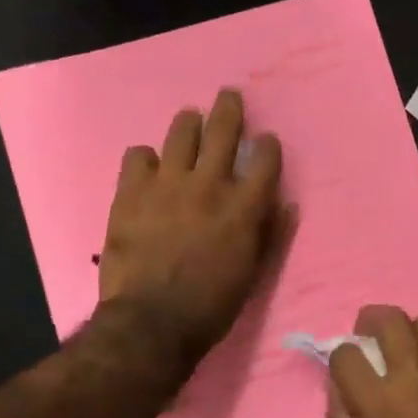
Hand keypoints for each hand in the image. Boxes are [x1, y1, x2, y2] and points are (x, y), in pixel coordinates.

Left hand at [98, 89, 285, 368]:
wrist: (151, 322)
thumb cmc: (211, 306)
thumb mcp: (253, 274)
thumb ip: (270, 234)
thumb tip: (286, 203)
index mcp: (243, 206)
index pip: (264, 159)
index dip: (267, 145)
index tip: (265, 139)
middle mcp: (209, 184)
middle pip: (224, 130)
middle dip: (229, 108)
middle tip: (229, 95)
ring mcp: (167, 183)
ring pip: (181, 132)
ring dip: (189, 122)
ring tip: (190, 119)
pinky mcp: (131, 191)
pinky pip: (138, 156)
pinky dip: (145, 158)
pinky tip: (148, 166)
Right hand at [326, 305, 417, 417]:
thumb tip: (336, 386)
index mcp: (379, 399)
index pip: (346, 352)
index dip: (341, 357)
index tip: (346, 367)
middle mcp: (413, 376)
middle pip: (389, 319)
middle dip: (372, 320)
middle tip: (370, 334)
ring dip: (411, 333)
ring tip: (408, 350)